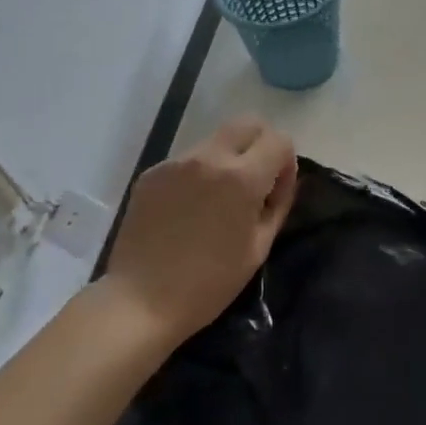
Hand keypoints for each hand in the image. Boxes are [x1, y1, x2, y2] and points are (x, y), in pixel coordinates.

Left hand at [103, 117, 297, 346]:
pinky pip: (187, 160)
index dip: (285, 162)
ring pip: (216, 140)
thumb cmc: (209, 283)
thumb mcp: (258, 248)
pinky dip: (198, 174)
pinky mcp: (152, 172)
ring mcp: (176, 162)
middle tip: (254, 181)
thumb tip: (281, 180)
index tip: (276, 190)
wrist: (140, 301)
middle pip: (248, 123)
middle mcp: (209, 158)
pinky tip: (188, 210)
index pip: (279, 140)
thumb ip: (278, 204)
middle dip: (260, 144)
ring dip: (227, 158)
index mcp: (242, 177)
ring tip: (216, 200)